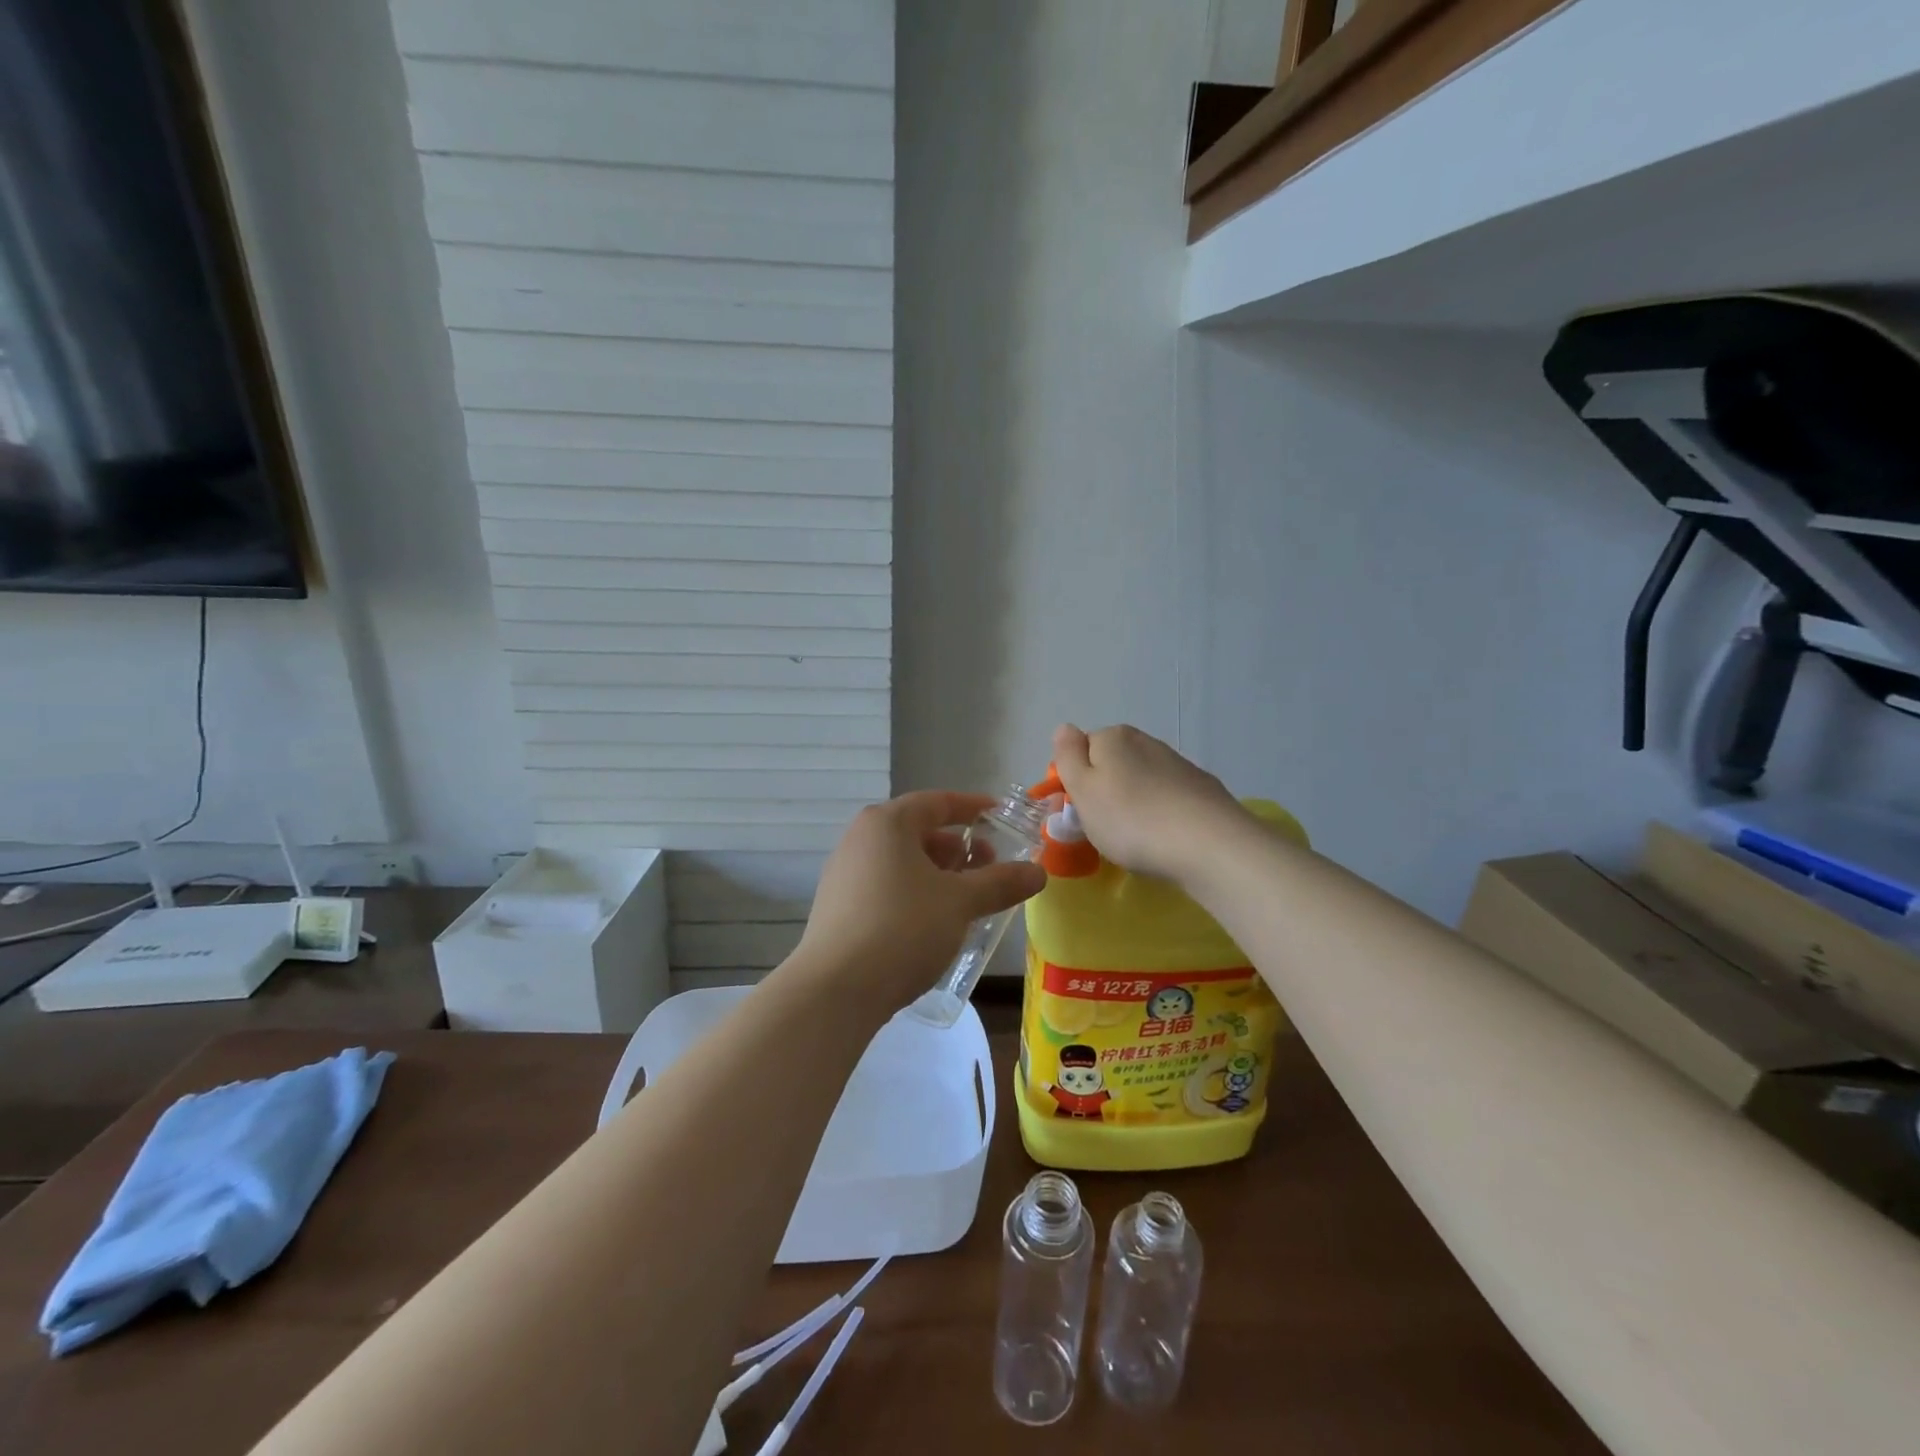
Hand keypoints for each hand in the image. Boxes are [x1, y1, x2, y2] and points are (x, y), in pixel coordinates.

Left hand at [794, 791, 1047, 1014]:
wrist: (836, 990)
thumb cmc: (903, 928)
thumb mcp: (960, 903)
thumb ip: (1001, 882)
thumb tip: (1038, 871)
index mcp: (888, 823)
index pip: (937, 802)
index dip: (973, 807)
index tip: (1000, 816)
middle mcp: (861, 839)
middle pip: (918, 832)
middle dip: (958, 847)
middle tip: (990, 868)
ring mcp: (844, 873)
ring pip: (902, 862)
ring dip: (938, 874)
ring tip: (967, 899)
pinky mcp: (838, 907)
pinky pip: (886, 886)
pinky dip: (916, 893)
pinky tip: (934, 922)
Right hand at [1050, 723, 1249, 883]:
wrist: (1209, 844)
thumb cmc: (1131, 820)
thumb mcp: (1083, 789)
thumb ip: (1068, 756)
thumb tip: (1064, 728)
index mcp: (1112, 737)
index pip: (1080, 750)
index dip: (1073, 781)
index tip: (1074, 813)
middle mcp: (1145, 741)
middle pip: (1111, 764)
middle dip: (1103, 792)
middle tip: (1101, 830)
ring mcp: (1178, 764)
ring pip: (1140, 781)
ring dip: (1132, 803)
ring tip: (1134, 839)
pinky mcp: (1202, 789)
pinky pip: (1167, 798)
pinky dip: (1160, 813)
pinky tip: (1164, 837)